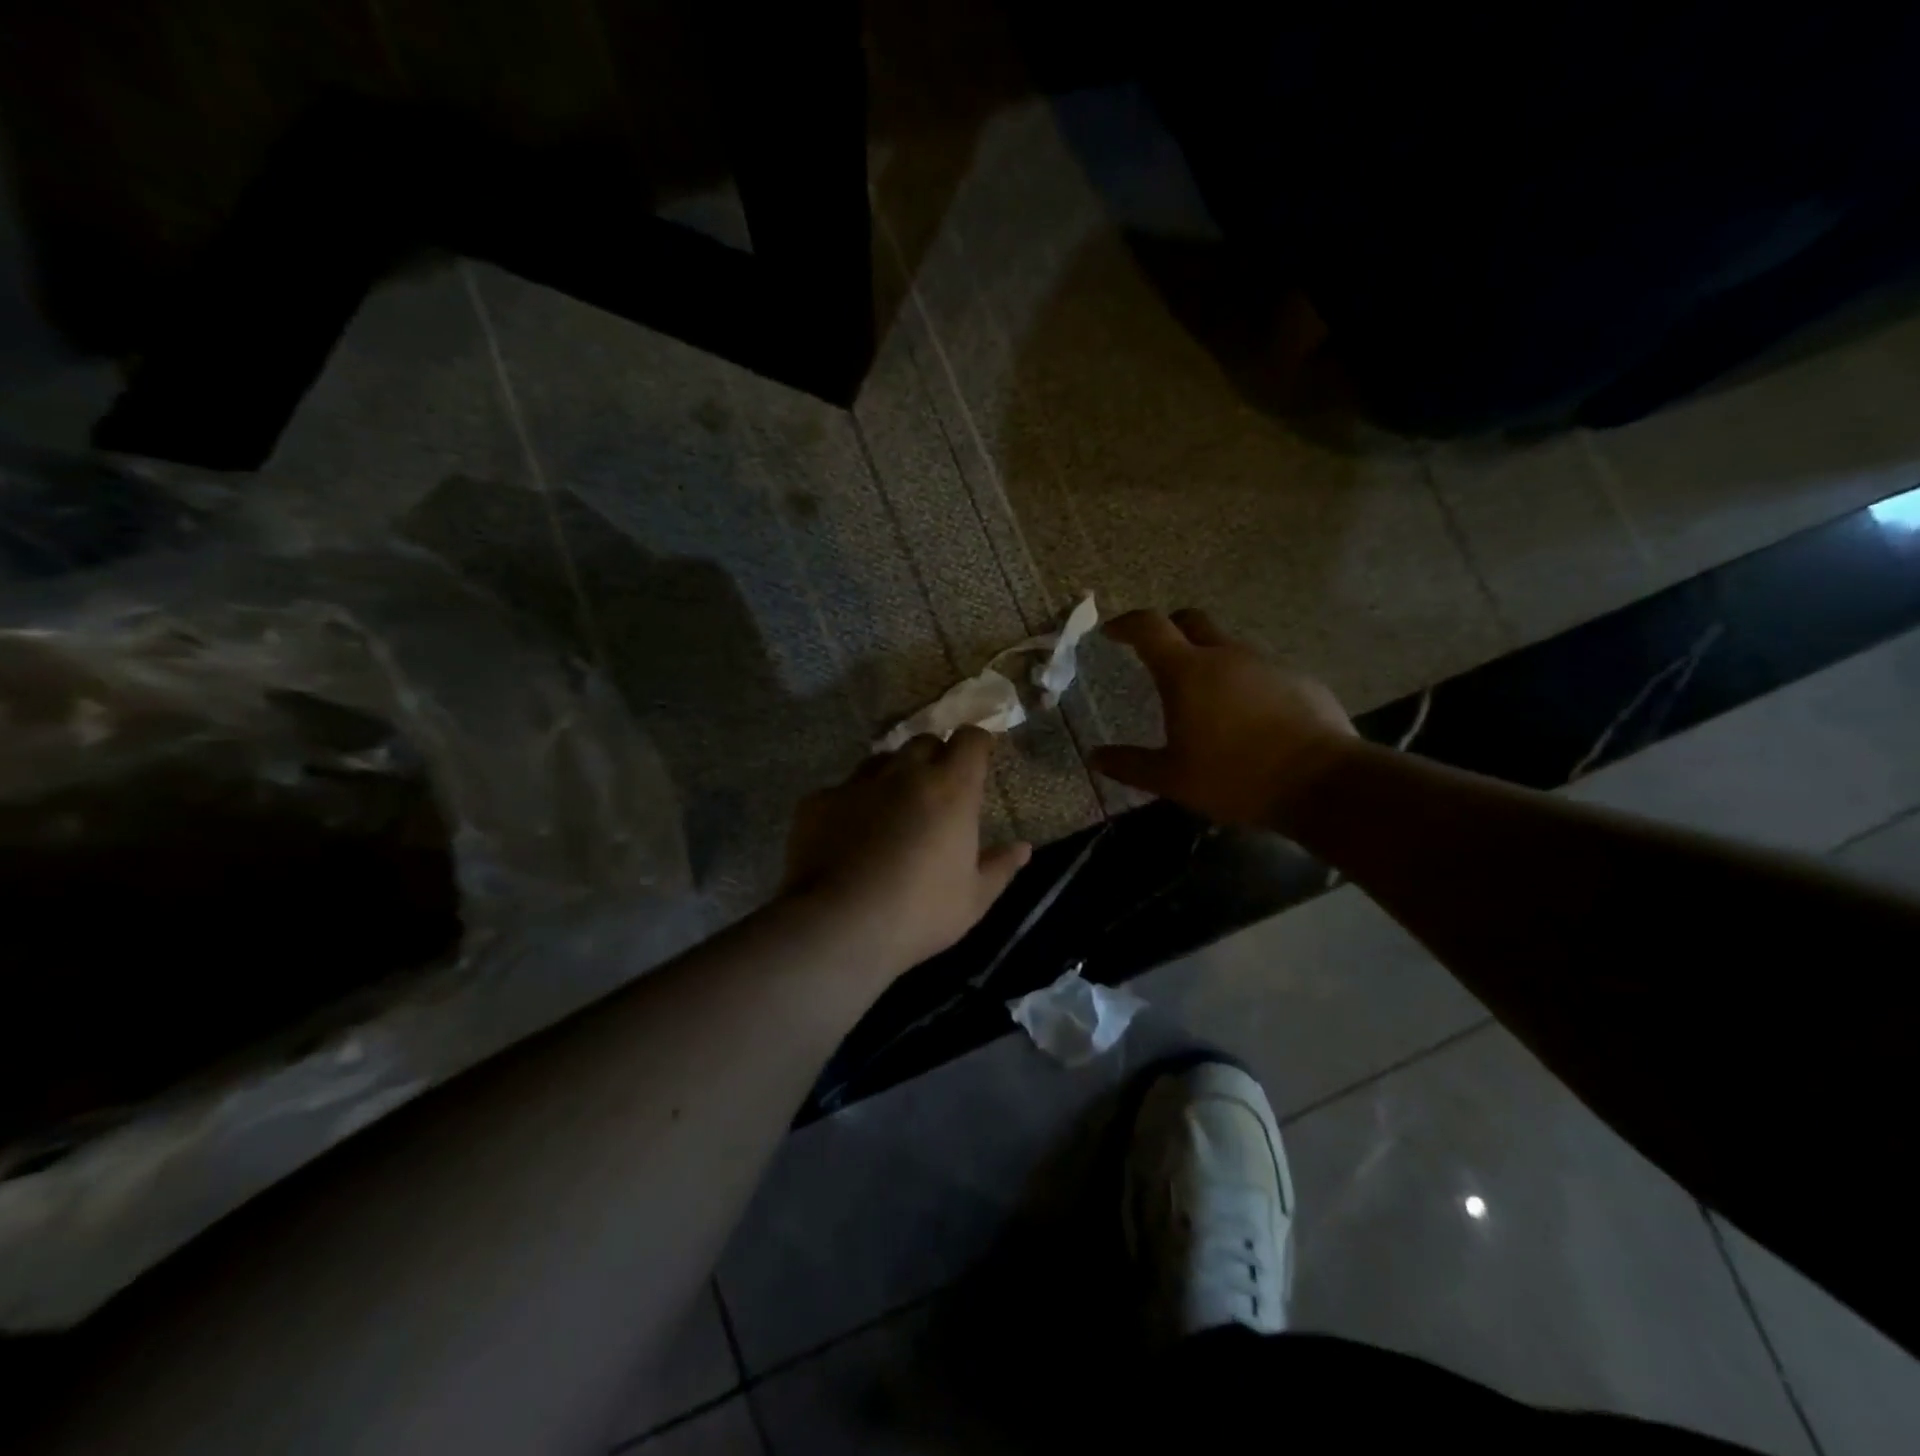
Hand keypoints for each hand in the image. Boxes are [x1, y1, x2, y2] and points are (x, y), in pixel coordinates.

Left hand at [782, 727, 1031, 975]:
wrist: (840, 926)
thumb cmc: (920, 914)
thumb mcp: (973, 900)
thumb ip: (1000, 867)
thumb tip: (1024, 848)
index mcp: (951, 790)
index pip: (970, 739)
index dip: (976, 744)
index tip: (979, 757)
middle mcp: (905, 773)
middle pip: (924, 742)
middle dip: (934, 757)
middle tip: (937, 789)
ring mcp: (858, 784)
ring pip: (881, 761)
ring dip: (893, 775)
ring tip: (892, 808)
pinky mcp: (819, 801)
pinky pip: (842, 789)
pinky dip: (852, 803)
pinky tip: (848, 834)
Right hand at [1090, 608, 1356, 826]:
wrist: (1322, 783)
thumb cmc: (1235, 777)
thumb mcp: (1172, 779)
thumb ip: (1130, 764)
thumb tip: (1095, 757)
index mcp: (1188, 672)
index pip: (1149, 627)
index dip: (1126, 624)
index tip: (1112, 631)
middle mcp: (1226, 655)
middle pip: (1191, 621)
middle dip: (1169, 629)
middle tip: (1157, 654)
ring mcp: (1266, 664)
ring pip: (1228, 647)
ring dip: (1209, 659)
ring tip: (1204, 698)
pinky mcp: (1298, 679)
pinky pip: (1259, 670)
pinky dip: (1242, 682)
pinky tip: (1247, 718)